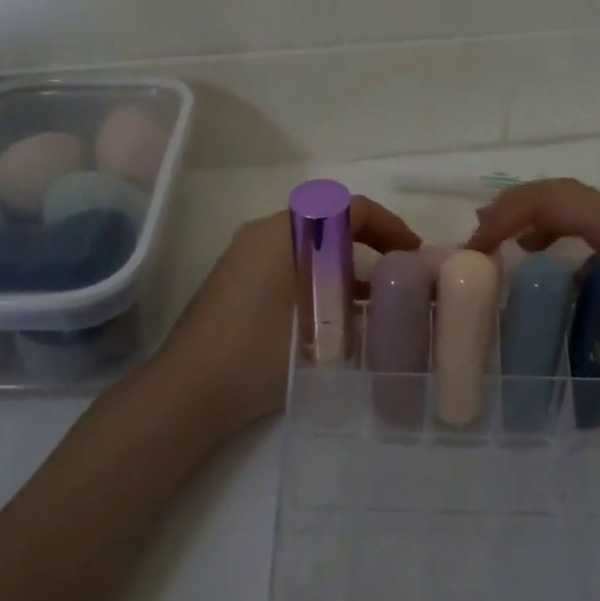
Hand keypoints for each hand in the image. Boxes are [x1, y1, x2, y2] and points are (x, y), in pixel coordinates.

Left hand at [151, 195, 421, 438]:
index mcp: (283, 234)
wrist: (187, 391)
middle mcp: (262, 234)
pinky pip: (289, 262)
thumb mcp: (320, 331)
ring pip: (308, 243)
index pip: (346, 209)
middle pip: (327, 220)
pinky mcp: (237, 281)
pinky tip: (335, 309)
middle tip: (398, 267)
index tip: (412, 253)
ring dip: (343, 259)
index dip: (387, 225)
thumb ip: (358, 310)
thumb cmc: (256, 355)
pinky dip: (319, 274)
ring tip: (375, 292)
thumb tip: (387, 301)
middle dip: (367, 239)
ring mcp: (245, 257)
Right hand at [464, 178, 599, 402]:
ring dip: (532, 219)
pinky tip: (548, 271)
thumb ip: (577, 311)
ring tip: (501, 247)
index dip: (509, 212)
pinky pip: (586, 234)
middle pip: (559, 195)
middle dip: (513, 208)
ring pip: (573, 211)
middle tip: (478, 240)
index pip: (554, 198)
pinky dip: (554, 240)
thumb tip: (521, 309)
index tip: (478, 248)